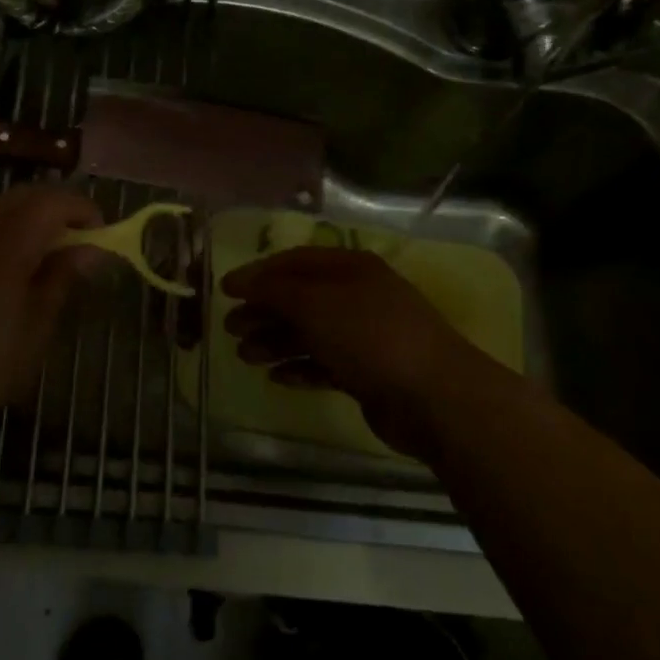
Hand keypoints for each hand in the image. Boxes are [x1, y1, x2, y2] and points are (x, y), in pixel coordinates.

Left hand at [0, 185, 102, 441]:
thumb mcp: (38, 325)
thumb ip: (63, 277)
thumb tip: (92, 249)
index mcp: (8, 243)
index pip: (53, 202)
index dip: (83, 210)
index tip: (103, 235)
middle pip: (28, 195)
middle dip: (60, 207)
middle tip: (82, 238)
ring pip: (3, 203)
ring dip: (33, 213)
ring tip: (53, 247)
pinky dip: (9, 224)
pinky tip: (18, 258)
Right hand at [221, 247, 527, 461]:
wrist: (434, 397)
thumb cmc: (370, 336)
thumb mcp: (315, 304)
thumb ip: (274, 290)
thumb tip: (240, 282)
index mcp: (351, 268)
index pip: (295, 262)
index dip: (258, 274)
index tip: (225, 291)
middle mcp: (358, 297)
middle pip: (300, 298)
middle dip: (264, 311)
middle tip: (230, 328)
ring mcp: (365, 336)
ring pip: (310, 333)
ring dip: (276, 342)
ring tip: (246, 357)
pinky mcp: (368, 373)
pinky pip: (325, 364)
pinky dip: (300, 368)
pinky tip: (277, 378)